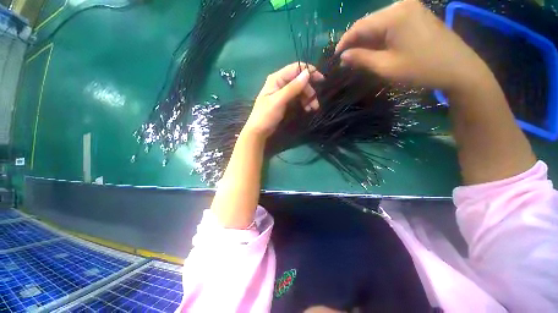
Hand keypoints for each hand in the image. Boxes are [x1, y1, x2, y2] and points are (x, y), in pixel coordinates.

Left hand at [243, 63, 323, 138]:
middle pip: (300, 81)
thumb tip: (307, 73)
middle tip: (315, 103)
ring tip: (313, 108)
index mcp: (276, 79)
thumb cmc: (266, 115)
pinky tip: (307, 109)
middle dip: (309, 90)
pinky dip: (303, 102)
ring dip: (308, 98)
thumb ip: (292, 88)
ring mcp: (283, 93)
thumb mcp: (279, 101)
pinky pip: (297, 98)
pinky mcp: (285, 101)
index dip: (309, 72)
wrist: (259, 130)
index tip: (321, 80)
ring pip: (300, 90)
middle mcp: (280, 83)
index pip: (295, 68)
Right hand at [336, 0, 491, 91]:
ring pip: (379, 23)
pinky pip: (390, 23)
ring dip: (367, 40)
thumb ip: (361, 59)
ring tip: (358, 56)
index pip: (359, 26)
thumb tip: (343, 56)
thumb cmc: (420, 69)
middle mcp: (401, 5)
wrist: (459, 68)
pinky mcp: (417, 14)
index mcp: (393, 16)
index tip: (336, 56)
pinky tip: (375, 48)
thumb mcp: (386, 67)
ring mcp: (411, 7)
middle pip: (369, 22)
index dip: (344, 41)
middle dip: (355, 41)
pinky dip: (379, 36)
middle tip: (346, 59)